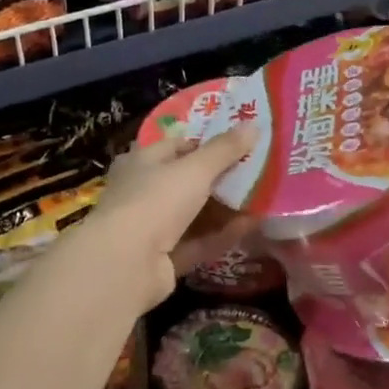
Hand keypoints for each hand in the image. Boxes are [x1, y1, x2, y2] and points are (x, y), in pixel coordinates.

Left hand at [84, 126, 257, 309]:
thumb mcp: (195, 169)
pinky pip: (198, 242)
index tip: (239, 144)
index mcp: (141, 162)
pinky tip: (252, 226)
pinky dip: (222, 235)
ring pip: (194, 214)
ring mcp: (152, 228)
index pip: (176, 146)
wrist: (126, 263)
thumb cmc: (156, 200)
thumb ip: (224, 149)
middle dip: (220, 178)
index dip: (206, 143)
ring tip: (262, 198)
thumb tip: (253, 125)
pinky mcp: (163, 259)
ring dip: (225, 208)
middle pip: (186, 181)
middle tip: (257, 171)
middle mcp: (143, 192)